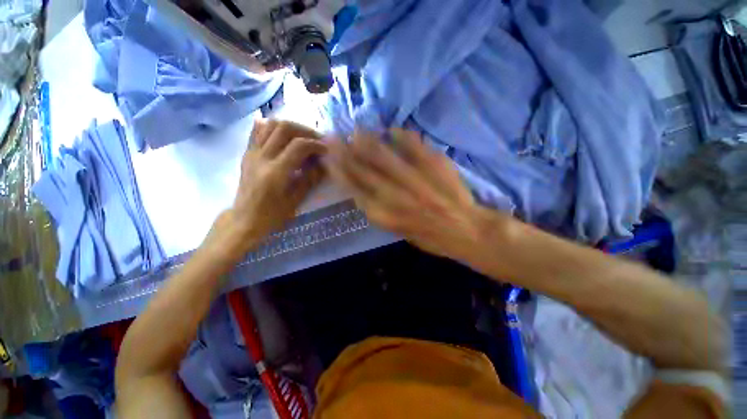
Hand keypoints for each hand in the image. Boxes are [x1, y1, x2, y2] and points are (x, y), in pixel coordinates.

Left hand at [206, 120, 325, 261]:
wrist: (245, 220)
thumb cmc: (272, 215)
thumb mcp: (296, 201)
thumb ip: (310, 179)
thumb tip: (322, 164)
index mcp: (276, 172)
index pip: (298, 146)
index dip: (315, 144)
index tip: (326, 149)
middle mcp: (262, 158)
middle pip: (284, 128)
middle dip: (305, 130)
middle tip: (316, 139)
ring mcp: (252, 154)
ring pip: (270, 125)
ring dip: (290, 126)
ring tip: (302, 136)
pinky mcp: (247, 154)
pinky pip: (257, 131)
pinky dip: (270, 126)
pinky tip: (281, 132)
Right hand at [324, 128, 487, 260]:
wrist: (466, 230)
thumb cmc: (429, 237)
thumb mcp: (397, 231)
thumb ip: (378, 211)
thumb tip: (362, 190)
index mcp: (383, 214)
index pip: (353, 188)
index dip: (338, 171)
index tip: (328, 158)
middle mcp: (393, 195)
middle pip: (361, 168)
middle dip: (343, 151)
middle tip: (332, 136)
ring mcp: (413, 177)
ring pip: (381, 154)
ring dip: (364, 140)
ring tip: (355, 130)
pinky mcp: (433, 164)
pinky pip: (412, 143)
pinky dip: (399, 134)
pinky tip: (391, 130)